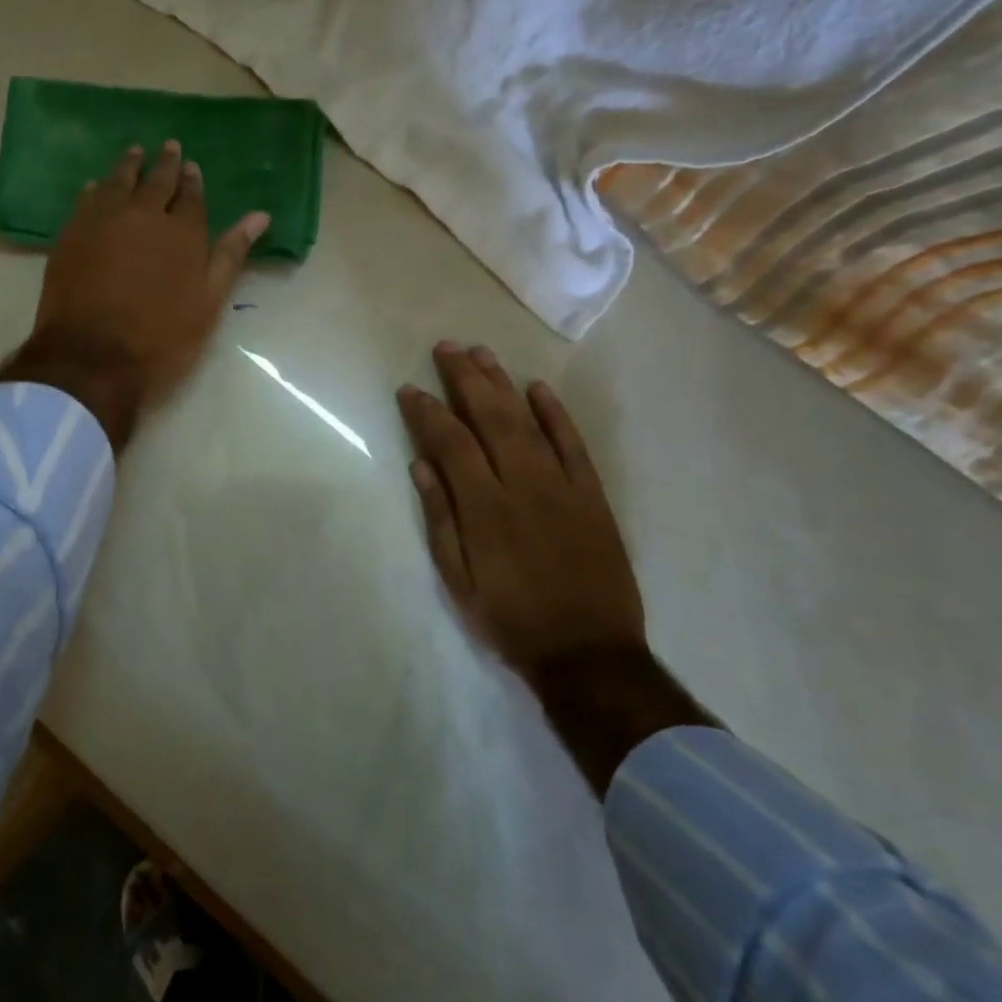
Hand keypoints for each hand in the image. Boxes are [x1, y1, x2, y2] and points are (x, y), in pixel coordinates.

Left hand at [0, 141, 267, 449]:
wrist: (91, 358)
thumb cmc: (160, 340)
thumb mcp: (208, 304)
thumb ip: (230, 256)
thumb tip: (260, 216)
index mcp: (183, 233)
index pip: (192, 196)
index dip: (192, 181)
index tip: (192, 167)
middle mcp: (144, 215)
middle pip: (157, 181)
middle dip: (165, 163)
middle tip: (169, 147)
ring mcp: (103, 220)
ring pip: (119, 181)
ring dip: (130, 166)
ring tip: (135, 153)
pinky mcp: (71, 233)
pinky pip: (87, 199)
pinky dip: (97, 189)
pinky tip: (97, 186)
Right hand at [397, 341, 644, 677]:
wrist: (587, 653)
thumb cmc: (509, 618)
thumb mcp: (457, 580)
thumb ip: (440, 518)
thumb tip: (420, 465)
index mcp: (484, 508)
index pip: (450, 443)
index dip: (426, 412)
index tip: (409, 389)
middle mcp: (523, 485)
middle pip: (490, 417)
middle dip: (464, 378)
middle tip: (445, 347)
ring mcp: (563, 487)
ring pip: (529, 421)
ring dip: (502, 383)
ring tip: (480, 352)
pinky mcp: (593, 496)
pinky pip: (574, 444)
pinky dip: (556, 414)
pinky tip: (538, 387)